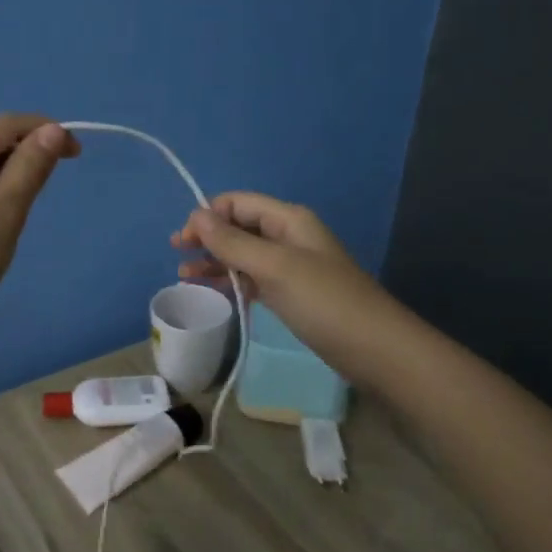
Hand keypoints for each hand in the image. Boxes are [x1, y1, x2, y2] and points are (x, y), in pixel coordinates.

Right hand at [171, 192, 389, 367]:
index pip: (238, 203)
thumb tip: (196, 215)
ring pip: (243, 254)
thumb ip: (233, 242)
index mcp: (288, 220)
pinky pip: (253, 278)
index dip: (208, 215)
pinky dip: (231, 281)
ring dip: (214, 260)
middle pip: (239, 226)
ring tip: (184, 276)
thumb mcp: (274, 267)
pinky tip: (212, 290)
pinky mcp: (291, 294)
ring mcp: (291, 267)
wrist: (375, 349)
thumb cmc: (324, 302)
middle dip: (207, 236)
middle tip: (177, 255)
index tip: (183, 241)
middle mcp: (288, 237)